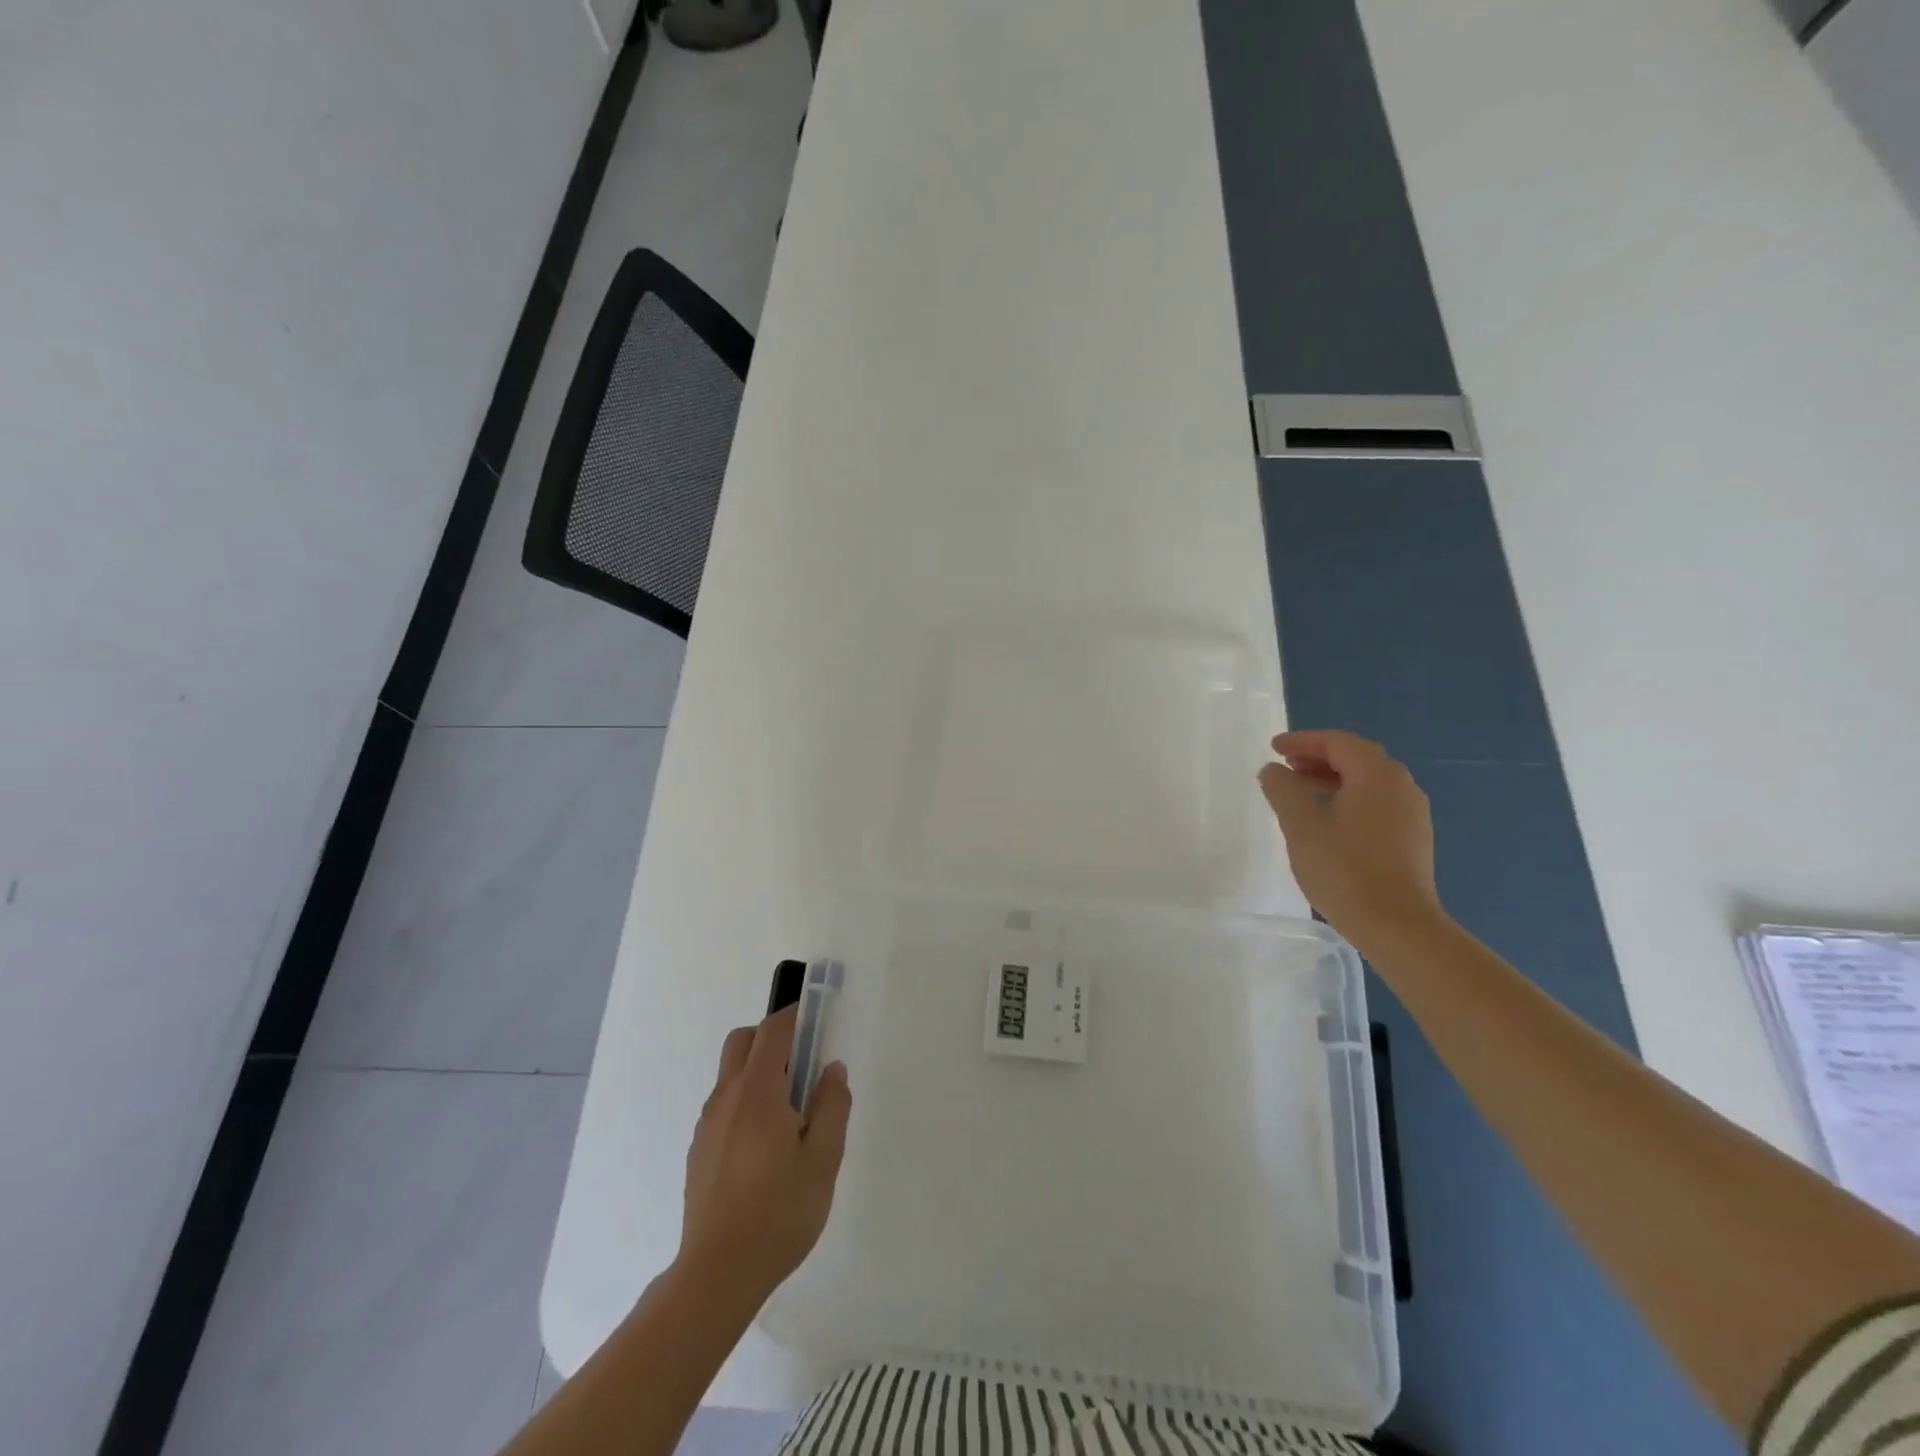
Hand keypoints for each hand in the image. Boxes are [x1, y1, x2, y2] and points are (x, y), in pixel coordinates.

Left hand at [676, 1004, 851, 1309]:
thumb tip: (832, 1069)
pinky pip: (724, 1105)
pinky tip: (765, 1145)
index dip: (795, 1015)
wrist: (717, 1275)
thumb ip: (832, 1105)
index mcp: (758, 1091)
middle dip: (772, 1037)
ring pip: (731, 1074)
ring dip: (759, 1070)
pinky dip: (745, 1101)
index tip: (818, 1018)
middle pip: (743, 1041)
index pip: (773, 1031)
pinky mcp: (699, 1151)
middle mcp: (726, 1098)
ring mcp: (707, 1125)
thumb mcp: (824, 1158)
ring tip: (790, 1112)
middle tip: (804, 1063)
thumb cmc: (779, 1212)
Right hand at [1258, 729, 1443, 943]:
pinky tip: (1327, 821)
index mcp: (1377, 774)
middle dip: (1318, 758)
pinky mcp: (1412, 839)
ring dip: (1332, 779)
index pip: (1338, 742)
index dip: (1303, 741)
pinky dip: (1348, 799)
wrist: (1397, 925)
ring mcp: (1411, 814)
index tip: (1273, 748)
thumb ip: (1282, 788)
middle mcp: (1401, 786)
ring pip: (1367, 782)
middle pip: (1356, 758)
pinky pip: (1376, 804)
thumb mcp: (1300, 824)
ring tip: (1300, 793)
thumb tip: (1273, 770)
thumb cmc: (1344, 868)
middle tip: (1285, 767)